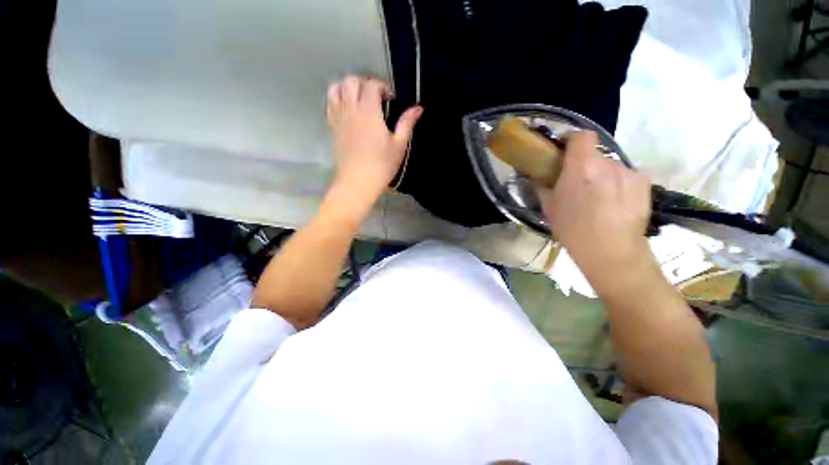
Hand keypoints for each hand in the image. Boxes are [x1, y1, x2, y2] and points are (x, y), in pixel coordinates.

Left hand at [325, 75, 422, 217]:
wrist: (356, 182)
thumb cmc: (380, 165)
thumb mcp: (399, 144)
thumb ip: (407, 122)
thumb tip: (418, 108)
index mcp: (369, 112)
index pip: (371, 85)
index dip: (382, 87)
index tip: (390, 99)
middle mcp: (351, 110)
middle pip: (350, 81)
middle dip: (364, 82)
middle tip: (374, 95)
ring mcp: (338, 117)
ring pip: (335, 88)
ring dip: (347, 87)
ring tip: (358, 97)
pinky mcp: (332, 126)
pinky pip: (330, 103)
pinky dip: (337, 98)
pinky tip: (348, 108)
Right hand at [538, 131, 654, 293]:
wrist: (614, 257)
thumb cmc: (577, 235)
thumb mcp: (551, 210)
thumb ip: (545, 185)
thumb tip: (540, 175)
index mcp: (582, 164)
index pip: (580, 135)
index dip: (575, 143)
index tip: (570, 156)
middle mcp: (607, 162)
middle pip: (598, 156)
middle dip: (593, 168)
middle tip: (589, 189)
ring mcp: (628, 172)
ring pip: (615, 169)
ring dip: (610, 179)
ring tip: (609, 204)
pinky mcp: (644, 184)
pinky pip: (632, 179)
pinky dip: (628, 188)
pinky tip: (625, 207)